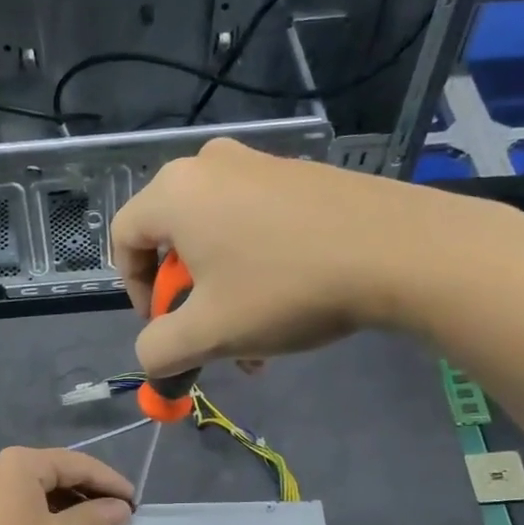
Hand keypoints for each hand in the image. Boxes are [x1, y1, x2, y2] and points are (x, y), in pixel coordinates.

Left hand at [0, 448, 134, 524]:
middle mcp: (3, 464)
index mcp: (22, 462)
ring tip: (100, 522)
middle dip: (91, 490)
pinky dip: (50, 509)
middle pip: (58, 470)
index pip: (77, 463)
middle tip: (121, 511)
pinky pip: (25, 498)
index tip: (136, 501)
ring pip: (42, 486)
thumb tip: (123, 509)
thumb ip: (94, 517)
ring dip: (72, 501)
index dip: (110, 481)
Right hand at [111, 137, 486, 377]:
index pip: (123, 239)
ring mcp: (260, 165)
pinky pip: (255, 225)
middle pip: (172, 241)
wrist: (400, 251)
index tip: (164, 329)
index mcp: (175, 192)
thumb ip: (159, 352)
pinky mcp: (301, 176)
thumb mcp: (208, 334)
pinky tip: (287, 309)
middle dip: (186, 302)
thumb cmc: (284, 289)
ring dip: (223, 295)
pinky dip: (256, 269)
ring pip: (217, 240)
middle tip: (212, 339)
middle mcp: (210, 166)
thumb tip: (151, 360)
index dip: (133, 292)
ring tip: (255, 342)